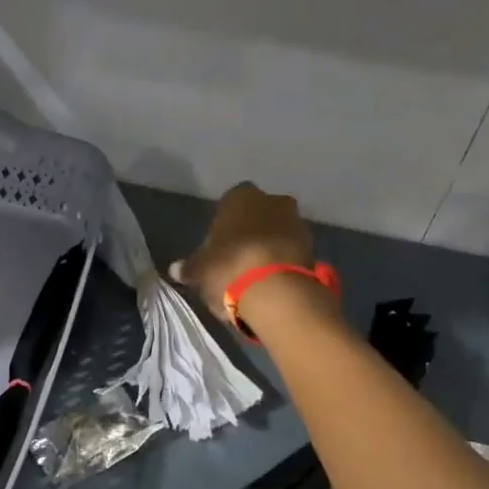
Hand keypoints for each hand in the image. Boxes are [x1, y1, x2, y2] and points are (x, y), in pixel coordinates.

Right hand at [169, 182, 316, 319]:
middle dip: (250, 232)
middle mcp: (272, 200)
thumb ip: (189, 267)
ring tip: (255, 276)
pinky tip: (272, 283)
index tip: (218, 247)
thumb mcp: (200, 270)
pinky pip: (292, 252)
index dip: (224, 226)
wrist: (276, 292)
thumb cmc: (229, 268)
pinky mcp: (313, 248)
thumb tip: (175, 269)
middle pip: (258, 215)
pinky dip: (283, 263)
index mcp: (240, 196)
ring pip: (278, 232)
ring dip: (270, 247)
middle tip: (237, 259)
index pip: (229, 203)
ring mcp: (297, 222)